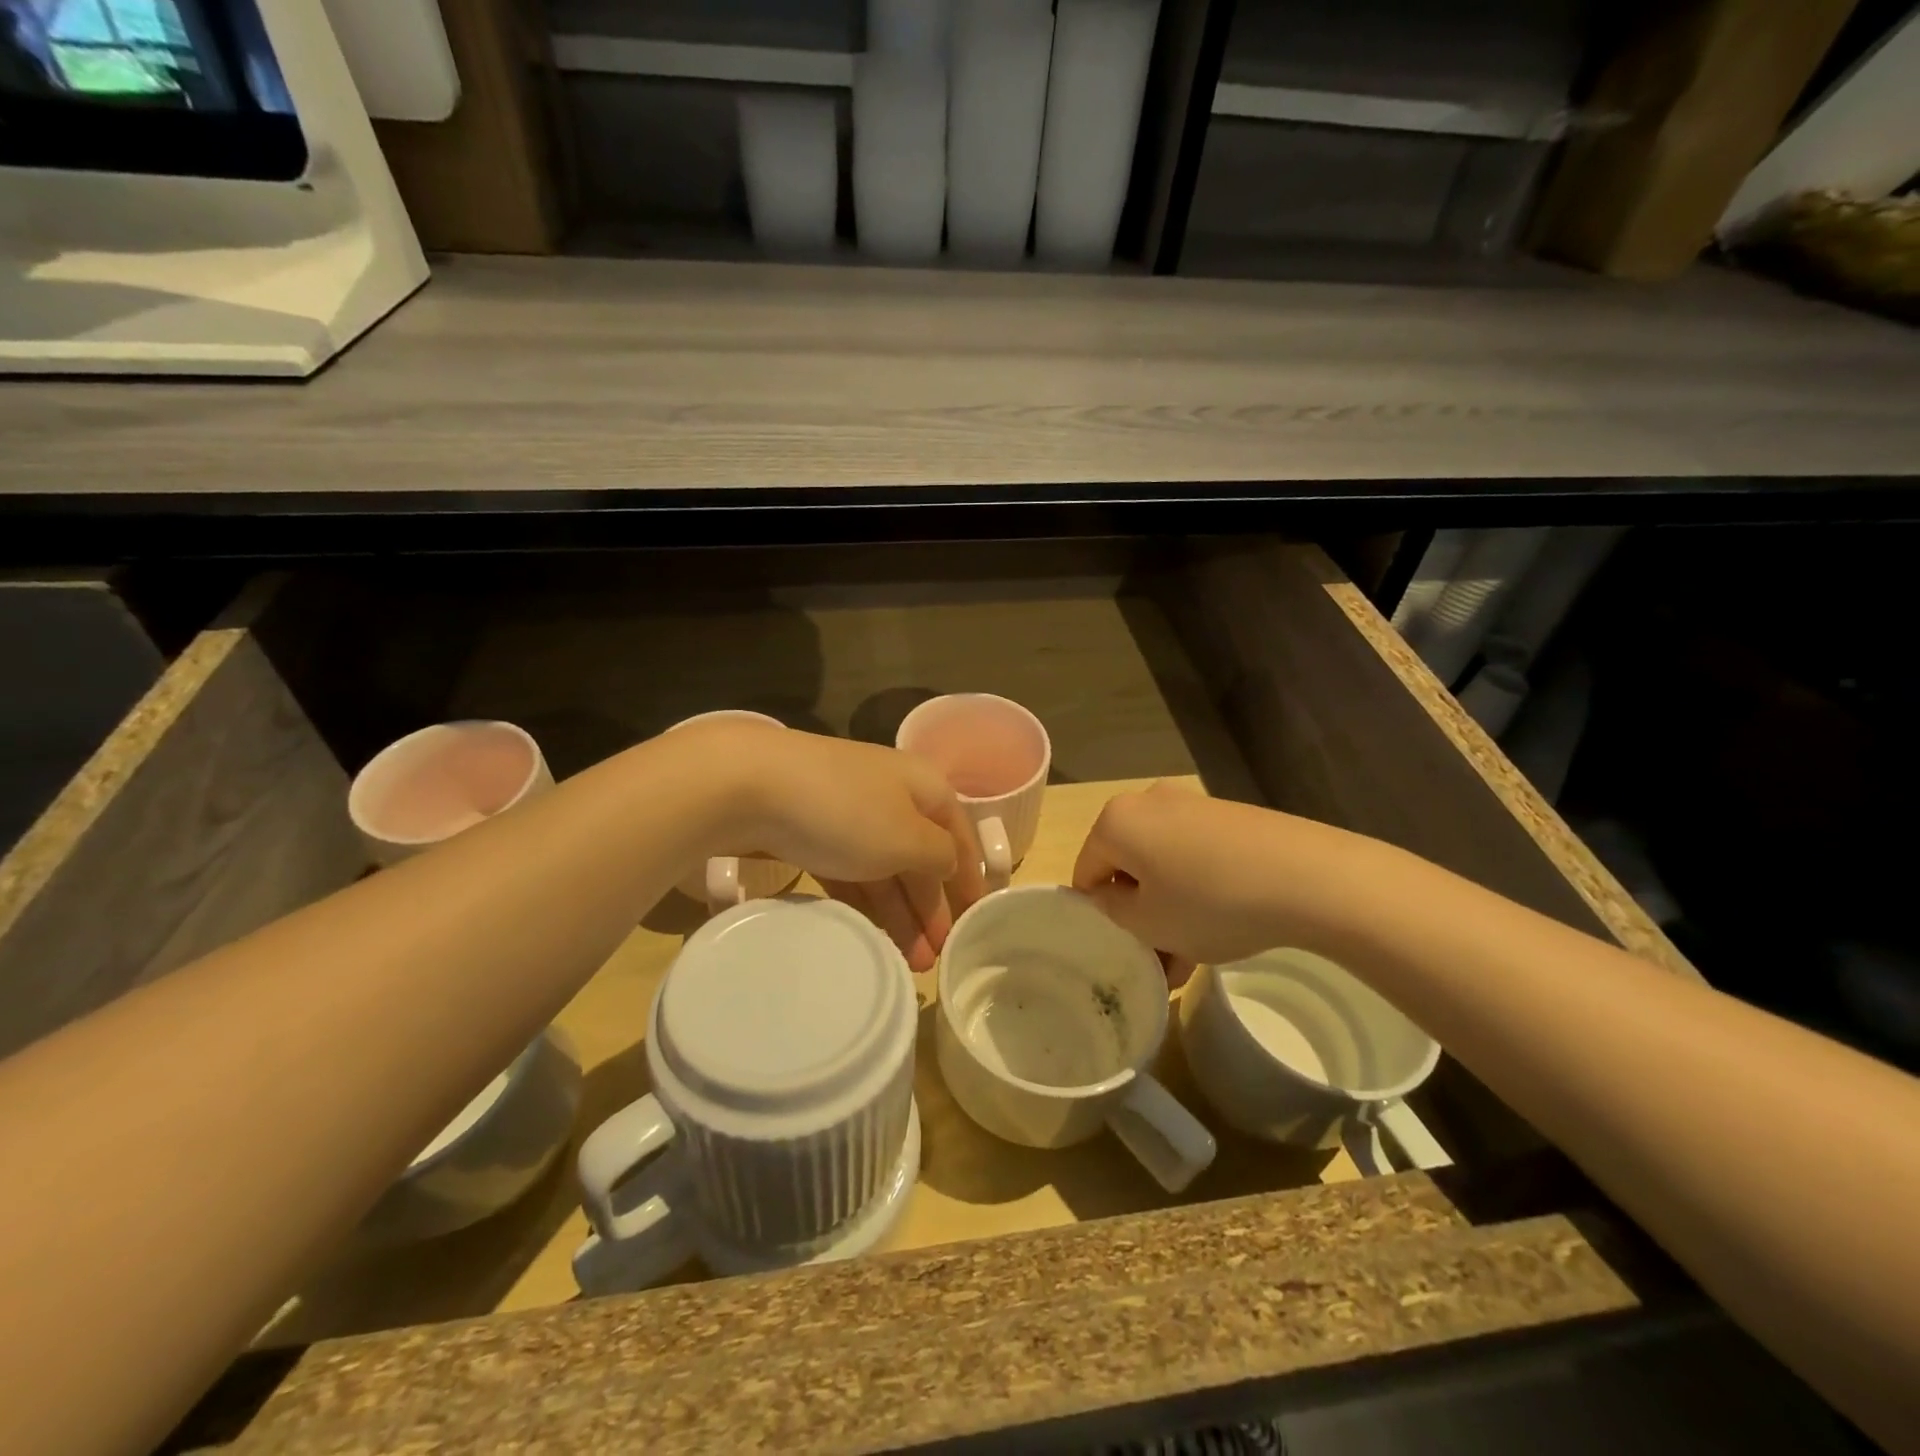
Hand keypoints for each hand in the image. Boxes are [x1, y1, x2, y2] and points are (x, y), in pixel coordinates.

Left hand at [702, 722, 986, 971]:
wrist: (748, 785)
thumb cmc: (845, 811)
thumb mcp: (907, 838)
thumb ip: (940, 857)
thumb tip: (950, 864)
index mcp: (923, 787)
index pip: (959, 835)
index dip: (970, 879)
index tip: (976, 922)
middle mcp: (891, 795)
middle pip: (921, 856)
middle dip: (931, 908)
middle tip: (935, 959)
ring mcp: (847, 812)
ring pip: (883, 868)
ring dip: (899, 914)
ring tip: (907, 962)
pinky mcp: (810, 831)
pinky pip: (849, 872)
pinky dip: (863, 902)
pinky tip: (869, 932)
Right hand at [1072, 782, 1340, 974]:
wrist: (1308, 876)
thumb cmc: (1210, 902)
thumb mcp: (1148, 923)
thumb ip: (1111, 912)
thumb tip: (1108, 898)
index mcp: (1116, 821)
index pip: (1086, 873)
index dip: (1099, 916)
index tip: (1126, 948)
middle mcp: (1148, 802)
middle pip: (1128, 867)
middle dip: (1140, 916)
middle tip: (1160, 959)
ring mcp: (1192, 805)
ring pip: (1164, 866)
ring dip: (1170, 910)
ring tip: (1193, 958)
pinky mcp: (1229, 816)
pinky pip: (1196, 857)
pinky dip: (1199, 891)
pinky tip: (1222, 930)